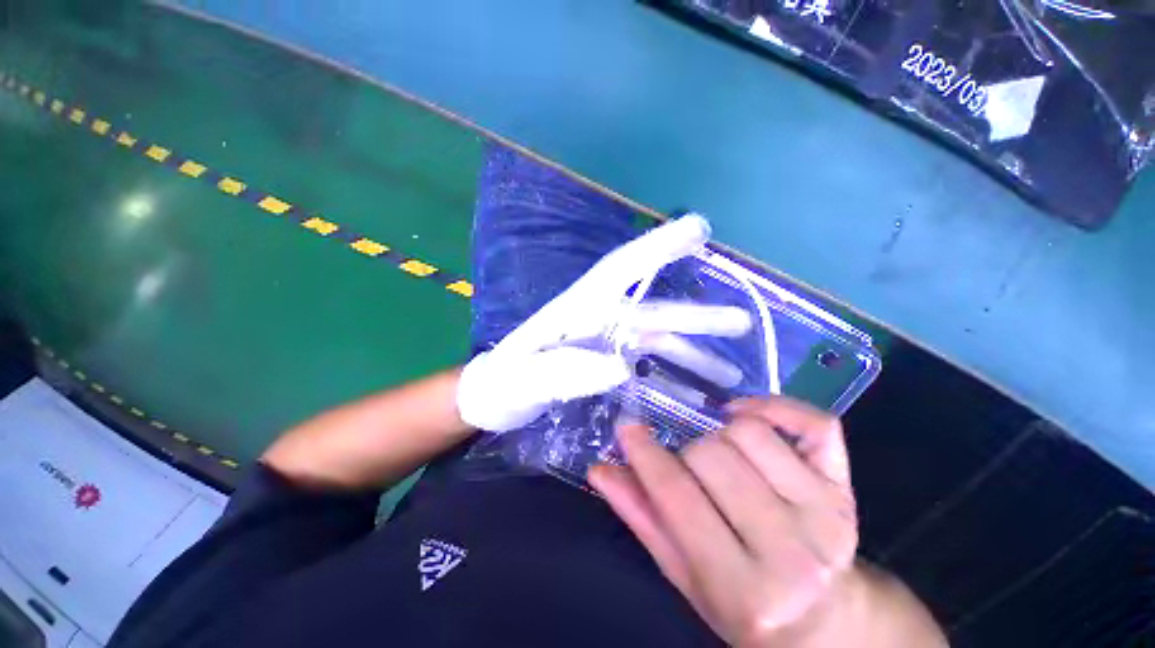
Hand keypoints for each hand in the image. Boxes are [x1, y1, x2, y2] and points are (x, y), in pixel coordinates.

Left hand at [457, 215, 751, 432]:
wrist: (495, 398)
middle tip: (742, 323)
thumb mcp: (522, 379)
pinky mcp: (608, 361)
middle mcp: (599, 319)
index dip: (657, 247)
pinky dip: (674, 373)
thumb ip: (563, 370)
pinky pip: (650, 363)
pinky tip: (696, 388)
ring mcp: (607, 341)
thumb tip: (622, 364)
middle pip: (653, 313)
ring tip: (733, 373)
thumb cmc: (503, 384)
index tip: (698, 228)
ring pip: (658, 341)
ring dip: (694, 354)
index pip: (621, 269)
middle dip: (695, 318)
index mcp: (576, 309)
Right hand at [589, 397, 858, 645]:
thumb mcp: (685, 577)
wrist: (824, 619)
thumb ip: (642, 518)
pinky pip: (813, 422)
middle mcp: (792, 550)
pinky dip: (773, 406)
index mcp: (746, 588)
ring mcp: (827, 512)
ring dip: (719, 432)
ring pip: (750, 432)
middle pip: (712, 456)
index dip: (645, 455)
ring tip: (716, 452)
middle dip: (684, 452)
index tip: (627, 428)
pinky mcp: (846, 485)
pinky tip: (745, 415)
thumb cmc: (744, 607)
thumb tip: (600, 470)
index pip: (679, 500)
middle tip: (683, 465)